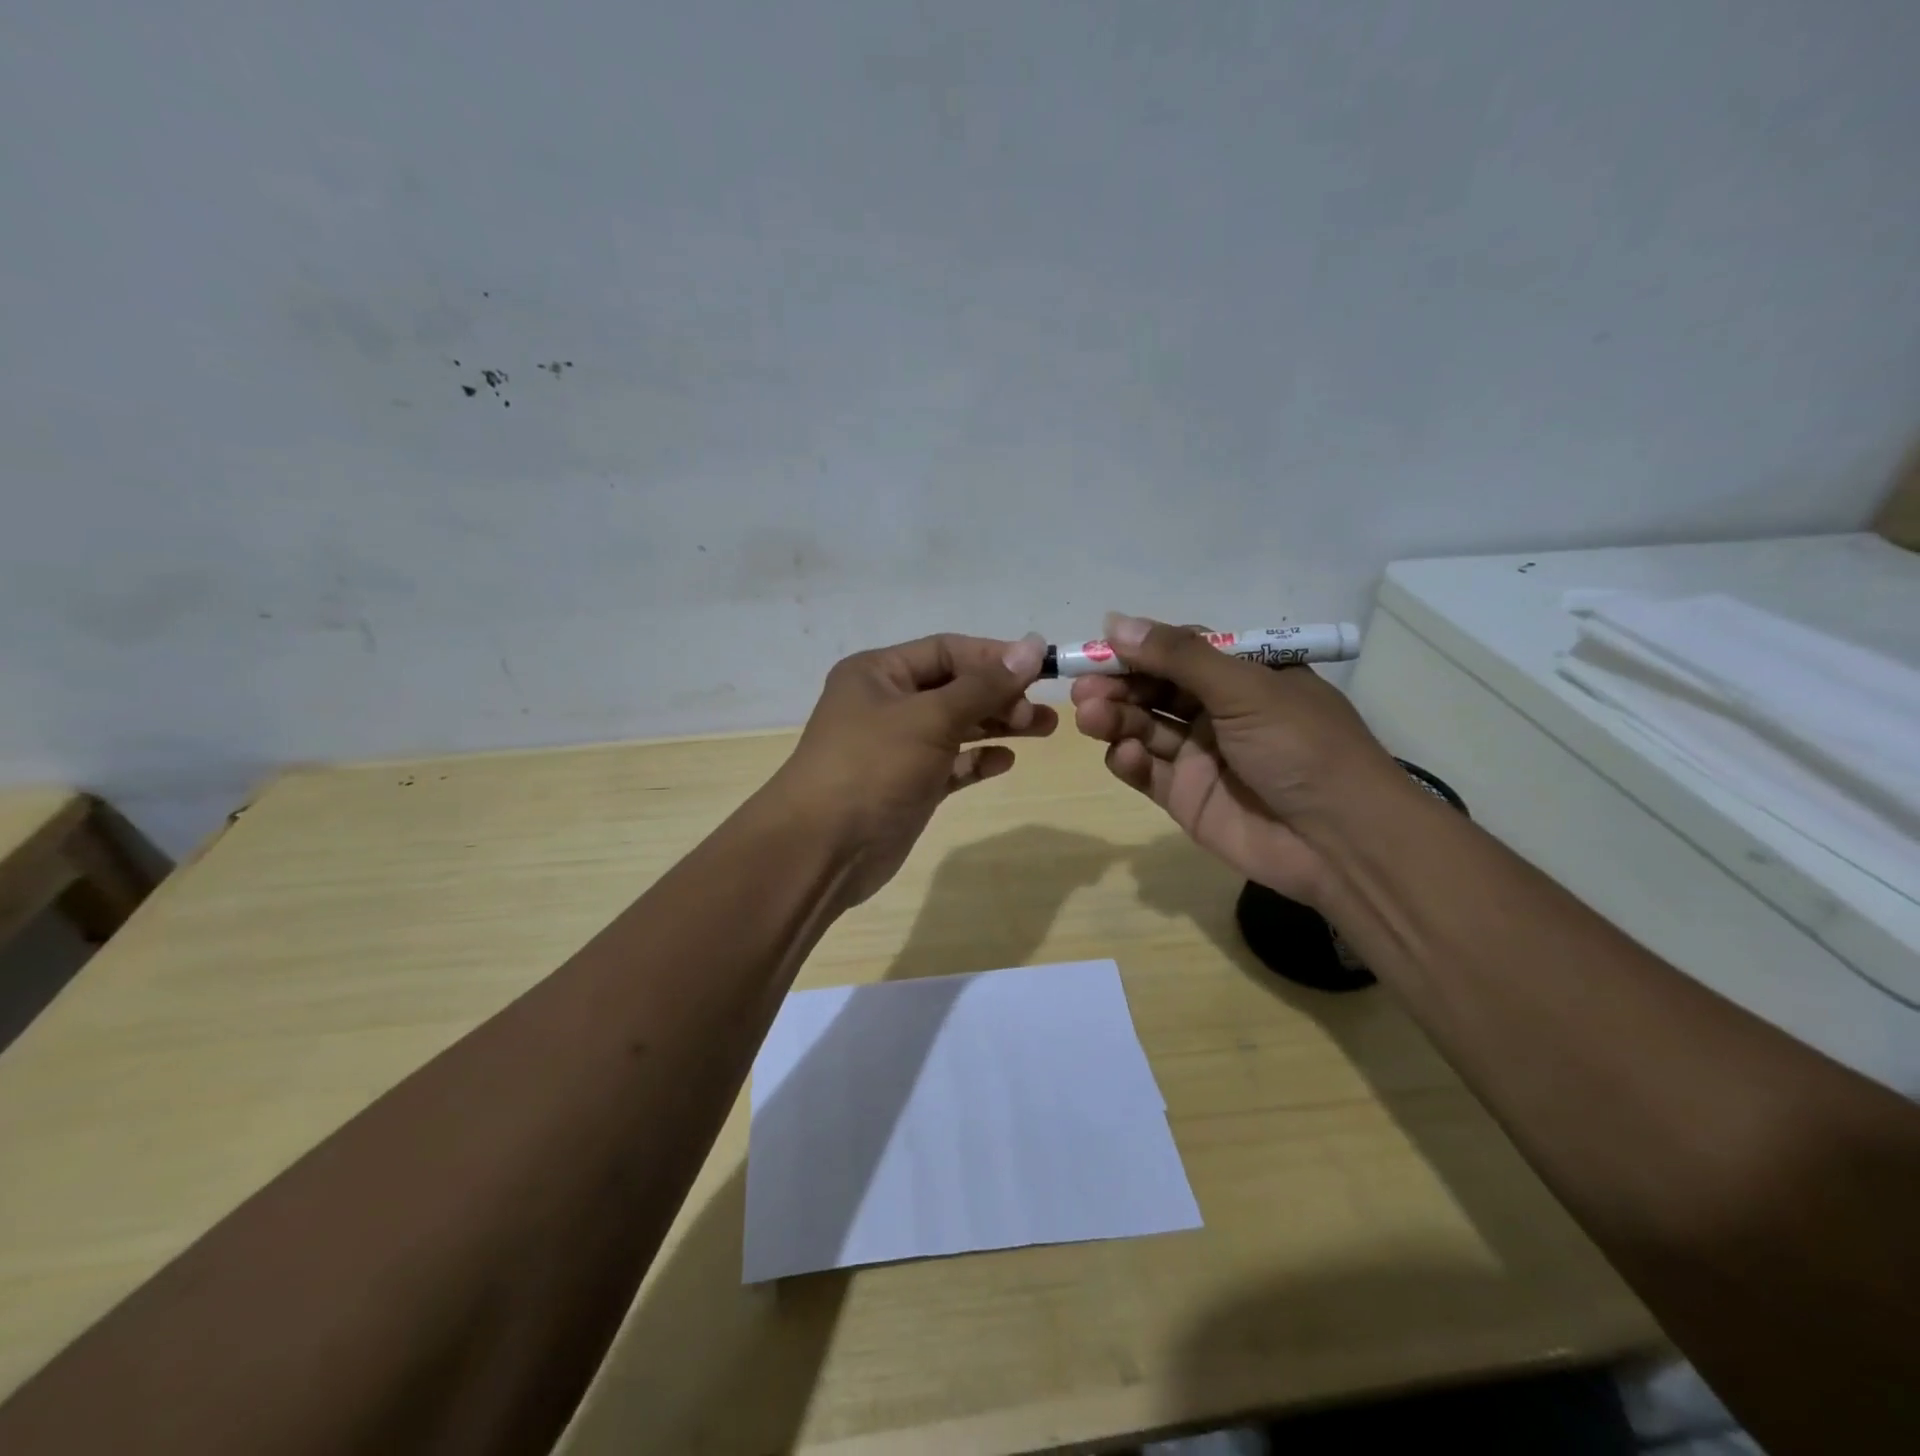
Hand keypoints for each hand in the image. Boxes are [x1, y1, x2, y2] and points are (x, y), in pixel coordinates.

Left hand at [773, 632, 1053, 905]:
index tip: (1041, 670)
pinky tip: (1005, 761)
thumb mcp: (930, 717)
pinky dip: (977, 760)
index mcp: (879, 673)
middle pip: (955, 688)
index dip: (994, 657)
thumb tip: (1032, 645)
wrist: (823, 849)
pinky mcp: (907, 785)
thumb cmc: (873, 767)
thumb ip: (984, 685)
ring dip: (997, 725)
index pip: (947, 650)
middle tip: (1041, 713)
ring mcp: (896, 747)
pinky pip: (950, 764)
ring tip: (1044, 730)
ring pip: (956, 726)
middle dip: (1000, 695)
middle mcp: (886, 703)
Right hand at [1070, 614, 1402, 904]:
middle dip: (1118, 685)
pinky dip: (1128, 760)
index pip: (1180, 652)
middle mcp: (1219, 711)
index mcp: (1245, 676)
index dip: (1139, 649)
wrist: (1339, 842)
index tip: (1099, 648)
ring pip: (1144, 727)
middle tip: (1084, 688)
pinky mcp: (1185, 796)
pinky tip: (1123, 754)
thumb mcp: (1246, 688)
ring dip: (1115, 718)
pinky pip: (1146, 770)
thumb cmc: (1301, 747)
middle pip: (1154, 689)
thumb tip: (1115, 621)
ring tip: (1091, 716)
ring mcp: (1200, 755)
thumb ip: (1179, 657)